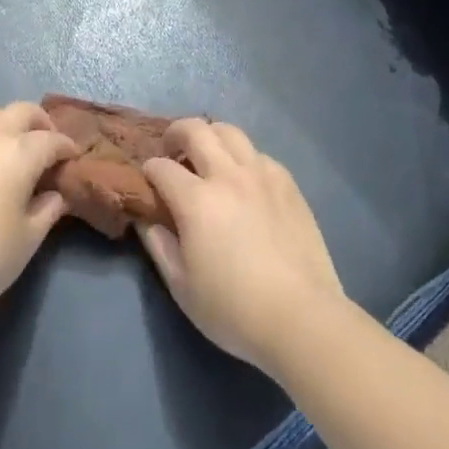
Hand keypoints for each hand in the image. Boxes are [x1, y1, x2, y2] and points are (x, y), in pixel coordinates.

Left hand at [0, 102, 77, 318]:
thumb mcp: (26, 240)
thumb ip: (46, 211)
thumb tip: (55, 195)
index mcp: (18, 153)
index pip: (51, 140)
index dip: (66, 147)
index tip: (73, 158)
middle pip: (21, 111)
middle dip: (39, 123)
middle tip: (47, 144)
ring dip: (6, 122)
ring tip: (10, 147)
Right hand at [139, 119, 344, 373]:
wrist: (302, 318)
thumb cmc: (234, 309)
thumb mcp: (182, 286)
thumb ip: (158, 245)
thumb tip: (146, 219)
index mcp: (197, 200)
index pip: (161, 167)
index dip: (149, 170)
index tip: (148, 180)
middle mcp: (227, 176)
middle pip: (196, 130)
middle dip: (175, 133)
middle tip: (172, 150)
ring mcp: (261, 175)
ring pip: (230, 132)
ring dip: (211, 137)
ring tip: (207, 156)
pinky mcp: (288, 183)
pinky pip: (259, 154)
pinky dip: (243, 158)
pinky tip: (244, 180)